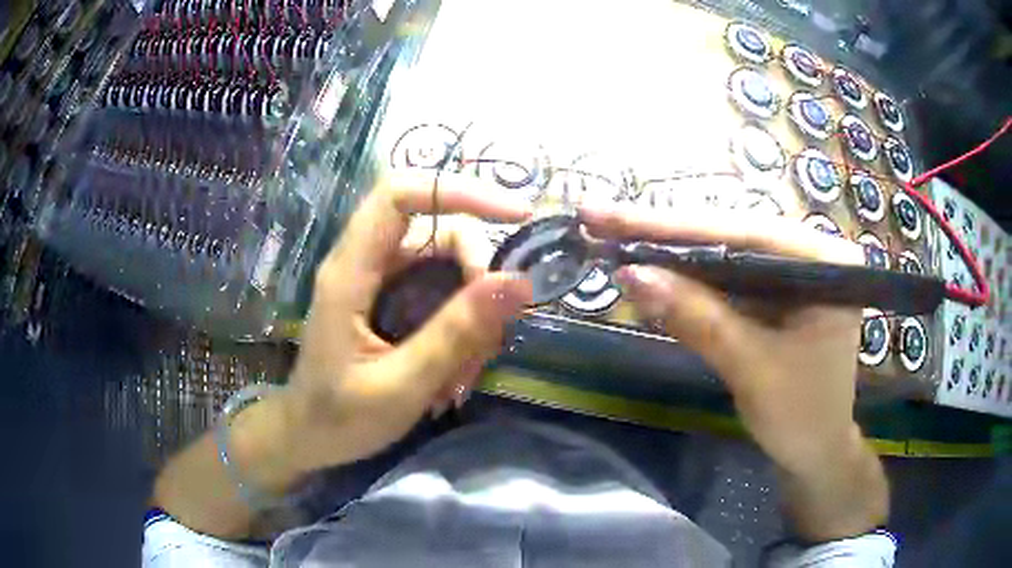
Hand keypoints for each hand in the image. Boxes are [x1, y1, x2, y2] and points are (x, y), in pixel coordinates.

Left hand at [284, 170, 532, 471]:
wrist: (308, 437)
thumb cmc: (340, 417)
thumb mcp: (402, 385)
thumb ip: (456, 334)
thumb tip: (519, 282)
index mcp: (351, 272)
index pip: (400, 195)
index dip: (458, 190)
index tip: (517, 214)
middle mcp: (365, 262)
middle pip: (437, 229)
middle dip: (476, 275)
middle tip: (490, 338)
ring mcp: (379, 280)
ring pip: (446, 263)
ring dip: (473, 310)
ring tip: (467, 373)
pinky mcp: (392, 299)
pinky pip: (441, 290)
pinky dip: (462, 325)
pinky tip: (458, 370)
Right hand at [579, 202, 887, 539]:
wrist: (817, 454)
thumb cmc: (801, 417)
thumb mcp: (751, 368)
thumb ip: (698, 319)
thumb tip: (630, 274)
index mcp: (825, 261)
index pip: (743, 232)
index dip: (672, 225)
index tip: (607, 213)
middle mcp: (812, 253)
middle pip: (731, 235)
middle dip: (665, 234)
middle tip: (600, 219)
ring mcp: (795, 271)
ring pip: (725, 253)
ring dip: (672, 253)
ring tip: (615, 237)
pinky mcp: (778, 293)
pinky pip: (729, 279)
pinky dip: (690, 281)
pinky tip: (654, 271)